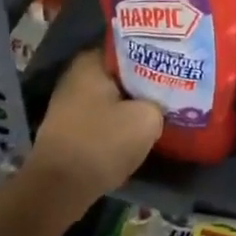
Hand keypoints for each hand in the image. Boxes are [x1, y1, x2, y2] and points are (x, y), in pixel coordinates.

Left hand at [23, 53, 162, 213]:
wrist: (59, 189)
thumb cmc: (102, 143)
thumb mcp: (147, 118)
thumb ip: (158, 102)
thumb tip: (157, 104)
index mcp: (90, 62)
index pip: (130, 46)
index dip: (156, 53)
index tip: (177, 61)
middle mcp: (76, 76)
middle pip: (121, 72)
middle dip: (145, 80)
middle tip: (175, 84)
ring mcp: (70, 104)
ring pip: (113, 97)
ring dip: (133, 104)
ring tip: (163, 107)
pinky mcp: (70, 129)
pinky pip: (103, 117)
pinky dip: (120, 122)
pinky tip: (140, 129)